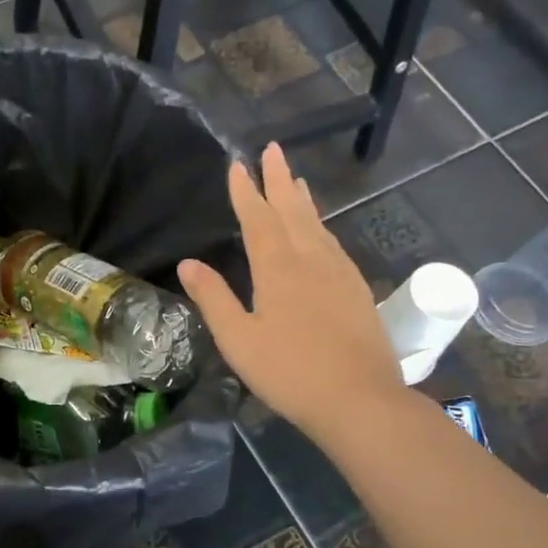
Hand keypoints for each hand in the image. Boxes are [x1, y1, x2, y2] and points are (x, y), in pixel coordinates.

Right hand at [178, 143, 402, 443]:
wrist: (360, 399)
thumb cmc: (290, 372)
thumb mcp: (239, 339)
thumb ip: (213, 298)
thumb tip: (188, 263)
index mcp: (278, 269)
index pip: (258, 219)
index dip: (246, 191)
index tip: (238, 163)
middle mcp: (311, 260)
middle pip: (292, 211)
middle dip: (279, 179)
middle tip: (273, 149)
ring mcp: (339, 273)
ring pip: (317, 225)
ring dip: (303, 200)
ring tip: (296, 180)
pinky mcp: (357, 290)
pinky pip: (334, 244)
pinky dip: (322, 227)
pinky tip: (321, 232)